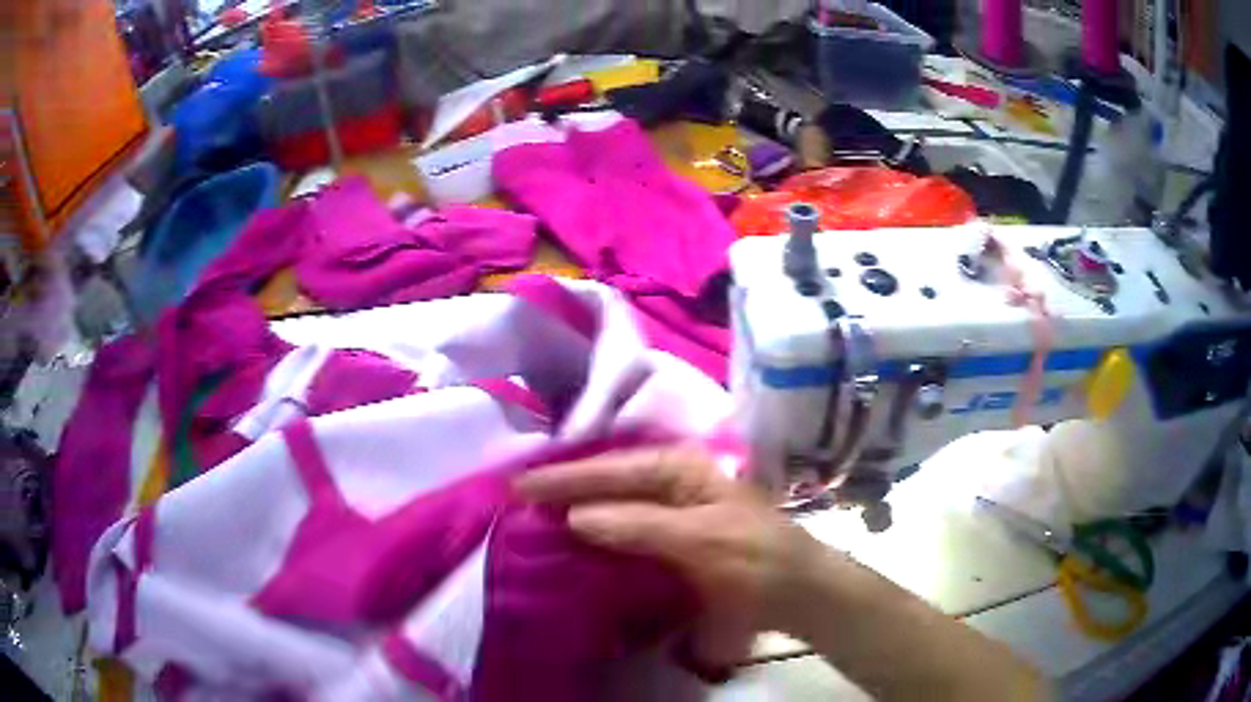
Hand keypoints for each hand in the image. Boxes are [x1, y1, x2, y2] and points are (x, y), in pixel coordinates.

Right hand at [513, 445, 825, 661]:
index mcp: (682, 468)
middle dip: (568, 486)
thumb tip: (575, 516)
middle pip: (611, 479)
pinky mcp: (679, 537)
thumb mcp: (699, 541)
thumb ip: (639, 526)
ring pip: (618, 502)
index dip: (564, 477)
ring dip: (581, 507)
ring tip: (538, 515)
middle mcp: (676, 479)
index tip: (518, 486)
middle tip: (519, 497)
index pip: (611, 468)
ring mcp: (679, 508)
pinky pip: (631, 528)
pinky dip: (603, 532)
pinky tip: (581, 541)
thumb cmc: (756, 561)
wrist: (801, 592)